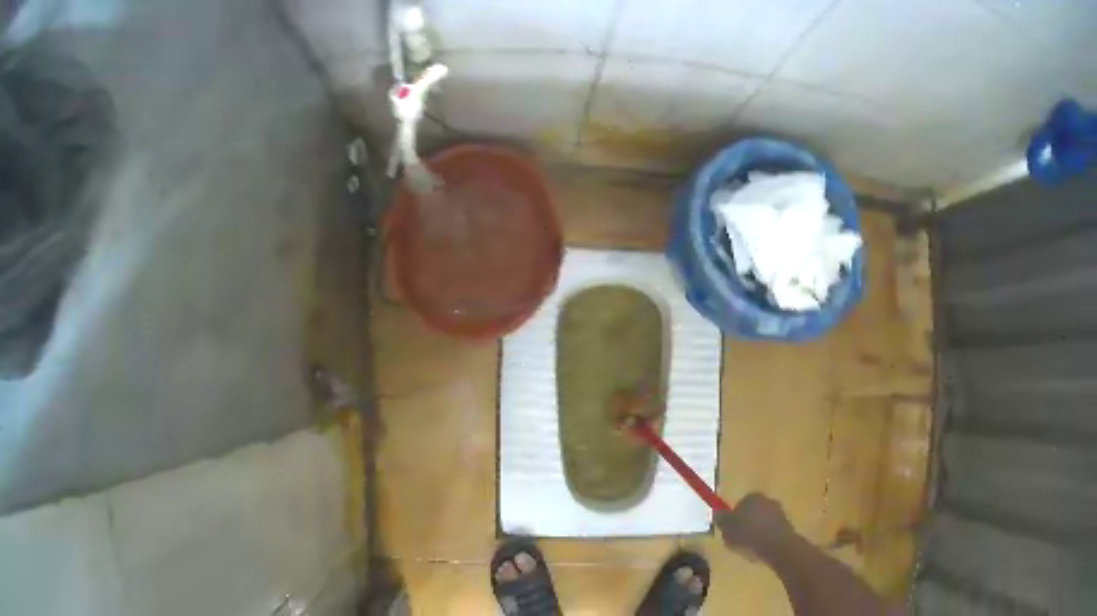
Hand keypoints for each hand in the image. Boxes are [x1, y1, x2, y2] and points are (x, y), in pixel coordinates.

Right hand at [715, 493, 794, 557]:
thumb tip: (717, 513)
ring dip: (755, 531)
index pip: (738, 505)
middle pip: (751, 512)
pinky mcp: (786, 523)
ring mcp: (778, 511)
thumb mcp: (727, 530)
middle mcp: (766, 499)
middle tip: (737, 540)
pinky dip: (765, 537)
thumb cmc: (749, 535)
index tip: (728, 532)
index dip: (732, 519)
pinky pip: (770, 529)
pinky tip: (760, 548)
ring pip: (761, 521)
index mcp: (751, 497)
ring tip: (748, 547)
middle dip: (745, 523)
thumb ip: (721, 520)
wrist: (777, 545)